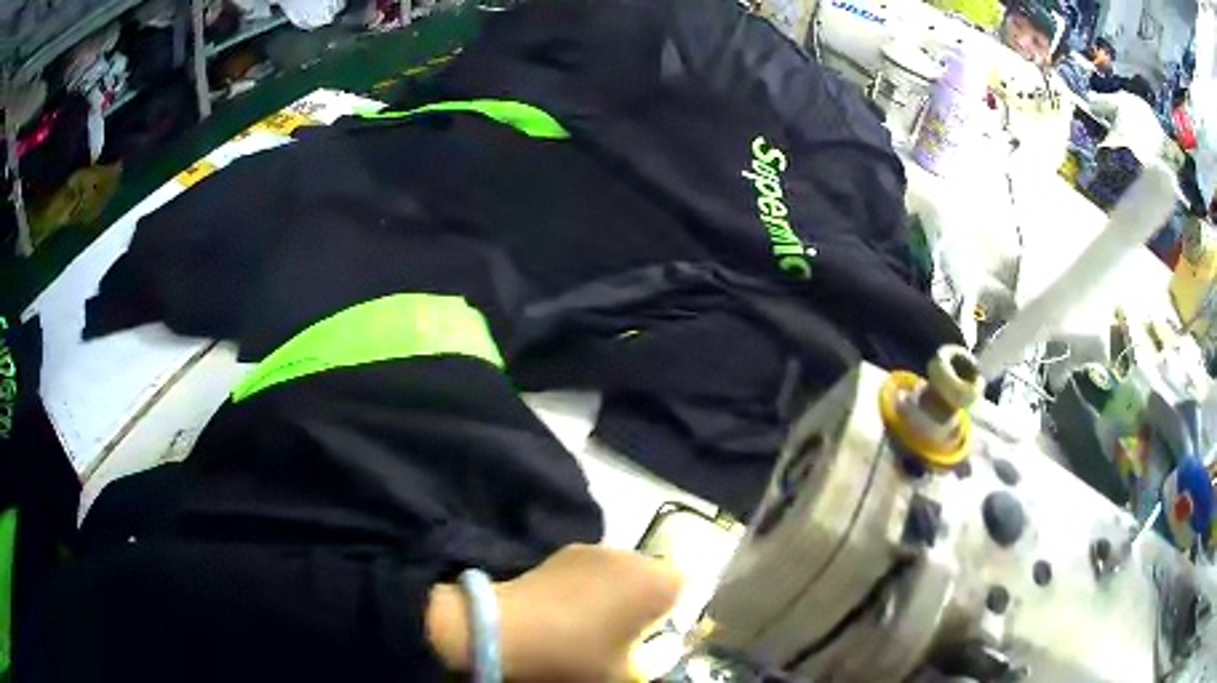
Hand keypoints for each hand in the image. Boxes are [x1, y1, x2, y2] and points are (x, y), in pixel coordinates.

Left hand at [428, 544, 683, 679]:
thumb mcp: (625, 674)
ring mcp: (594, 549)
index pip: (687, 587)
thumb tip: (657, 653)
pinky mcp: (561, 552)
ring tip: (589, 623)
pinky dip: (587, 586)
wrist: (504, 632)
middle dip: (643, 601)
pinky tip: (564, 611)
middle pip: (652, 576)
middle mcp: (631, 556)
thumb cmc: (576, 657)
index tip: (653, 636)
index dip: (673, 612)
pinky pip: (591, 569)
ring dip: (615, 592)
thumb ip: (654, 662)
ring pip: (620, 572)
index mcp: (657, 583)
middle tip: (623, 634)